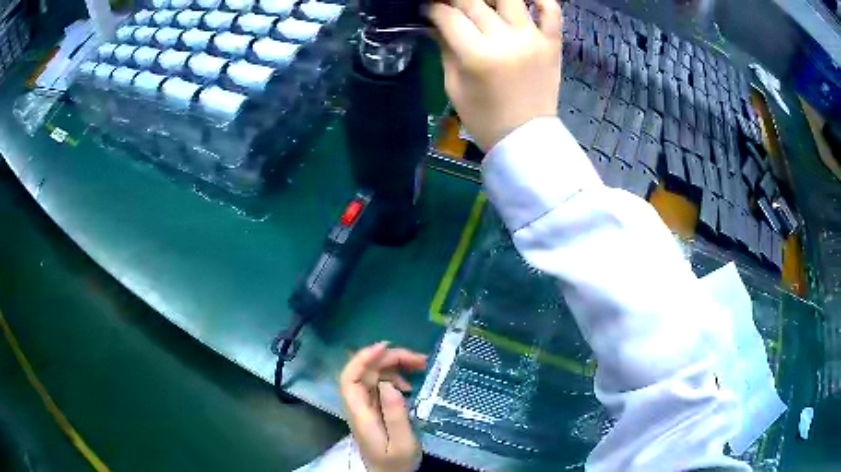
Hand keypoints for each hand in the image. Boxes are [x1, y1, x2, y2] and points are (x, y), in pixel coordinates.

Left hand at [340, 342, 426, 471]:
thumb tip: (389, 383)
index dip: (362, 359)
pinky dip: (395, 378)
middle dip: (389, 359)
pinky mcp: (375, 409)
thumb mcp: (402, 443)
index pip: (349, 379)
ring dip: (394, 366)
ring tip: (420, 366)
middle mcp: (359, 406)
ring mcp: (366, 407)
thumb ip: (395, 415)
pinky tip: (408, 385)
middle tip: (419, 359)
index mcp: (360, 415)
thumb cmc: (396, 464)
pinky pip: (380, 385)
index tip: (384, 347)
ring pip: (373, 376)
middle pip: (365, 373)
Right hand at [427, 0, 562, 150]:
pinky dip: (540, 0)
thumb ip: (445, 48)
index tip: (429, 9)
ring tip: (483, 2)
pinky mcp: (552, 44)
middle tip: (451, 5)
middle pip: (474, 2)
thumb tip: (437, 22)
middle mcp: (507, 40)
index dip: (434, 8)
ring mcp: (533, 39)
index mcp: (477, 55)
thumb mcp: (454, 85)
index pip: (449, 16)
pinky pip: (551, 11)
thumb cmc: (484, 118)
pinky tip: (525, 1)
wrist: (526, 139)